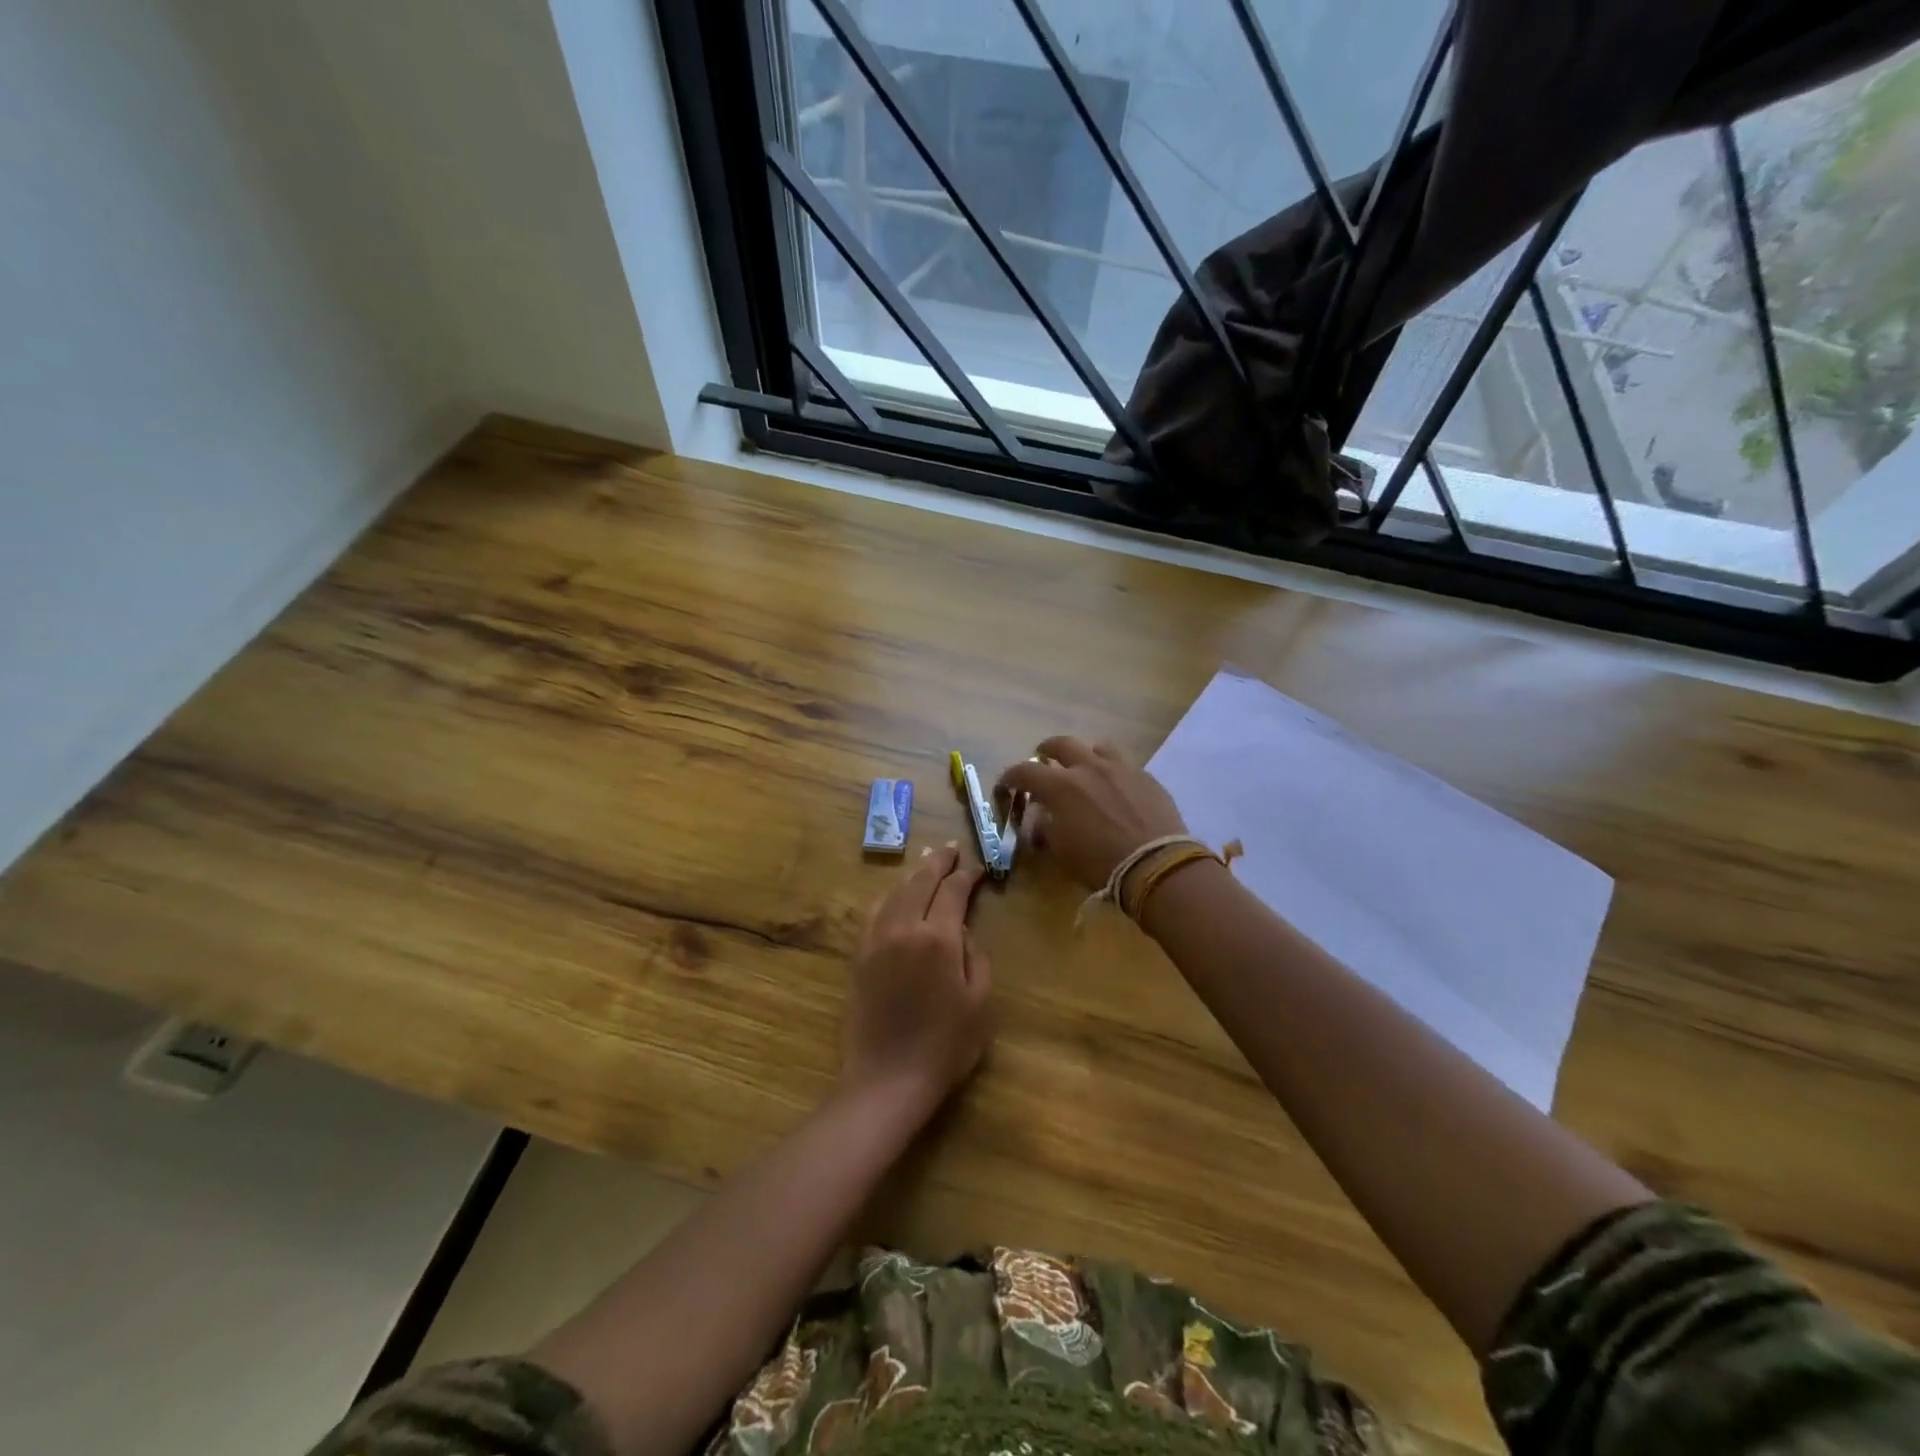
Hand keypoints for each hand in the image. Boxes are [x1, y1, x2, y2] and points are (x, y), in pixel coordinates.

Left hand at [841, 844, 993, 1114]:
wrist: (887, 1079)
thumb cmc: (945, 1046)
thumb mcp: (980, 1002)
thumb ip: (976, 957)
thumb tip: (964, 932)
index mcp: (939, 938)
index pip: (954, 892)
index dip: (967, 876)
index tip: (977, 869)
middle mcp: (905, 928)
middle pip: (920, 882)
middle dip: (937, 862)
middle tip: (950, 849)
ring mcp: (876, 940)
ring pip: (895, 893)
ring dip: (912, 875)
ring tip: (925, 863)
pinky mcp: (859, 955)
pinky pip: (874, 913)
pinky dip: (889, 897)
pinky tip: (896, 896)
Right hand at [998, 737, 1186, 889]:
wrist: (1155, 864)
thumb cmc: (1099, 862)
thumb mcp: (1061, 850)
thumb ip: (1046, 827)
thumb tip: (1042, 817)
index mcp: (1060, 786)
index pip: (1025, 772)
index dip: (1011, 776)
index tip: (1007, 782)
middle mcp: (1088, 767)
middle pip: (1061, 745)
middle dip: (1047, 750)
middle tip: (1043, 757)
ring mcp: (1120, 768)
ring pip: (1097, 747)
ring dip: (1085, 755)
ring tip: (1084, 767)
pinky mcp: (1146, 776)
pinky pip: (1124, 765)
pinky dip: (1112, 771)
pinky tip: (1116, 787)